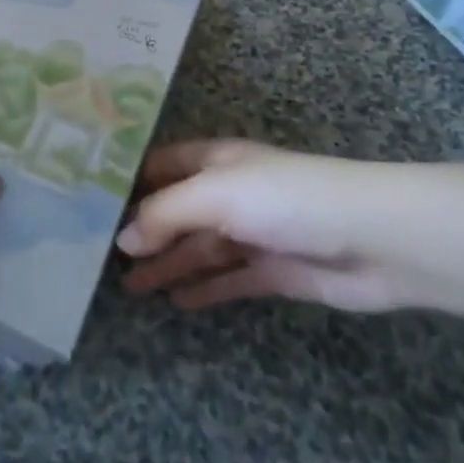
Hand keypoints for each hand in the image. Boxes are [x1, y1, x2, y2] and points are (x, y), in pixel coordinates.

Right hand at [118, 140, 426, 312]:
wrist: (371, 239)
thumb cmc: (287, 199)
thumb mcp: (218, 195)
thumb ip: (167, 214)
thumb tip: (123, 238)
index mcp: (217, 161)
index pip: (164, 164)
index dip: (131, 178)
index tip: (92, 199)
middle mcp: (231, 192)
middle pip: (178, 210)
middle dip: (145, 229)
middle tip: (101, 257)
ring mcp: (252, 232)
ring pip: (199, 248)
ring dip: (168, 263)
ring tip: (131, 287)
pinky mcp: (273, 270)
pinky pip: (227, 279)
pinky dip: (203, 287)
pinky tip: (176, 301)